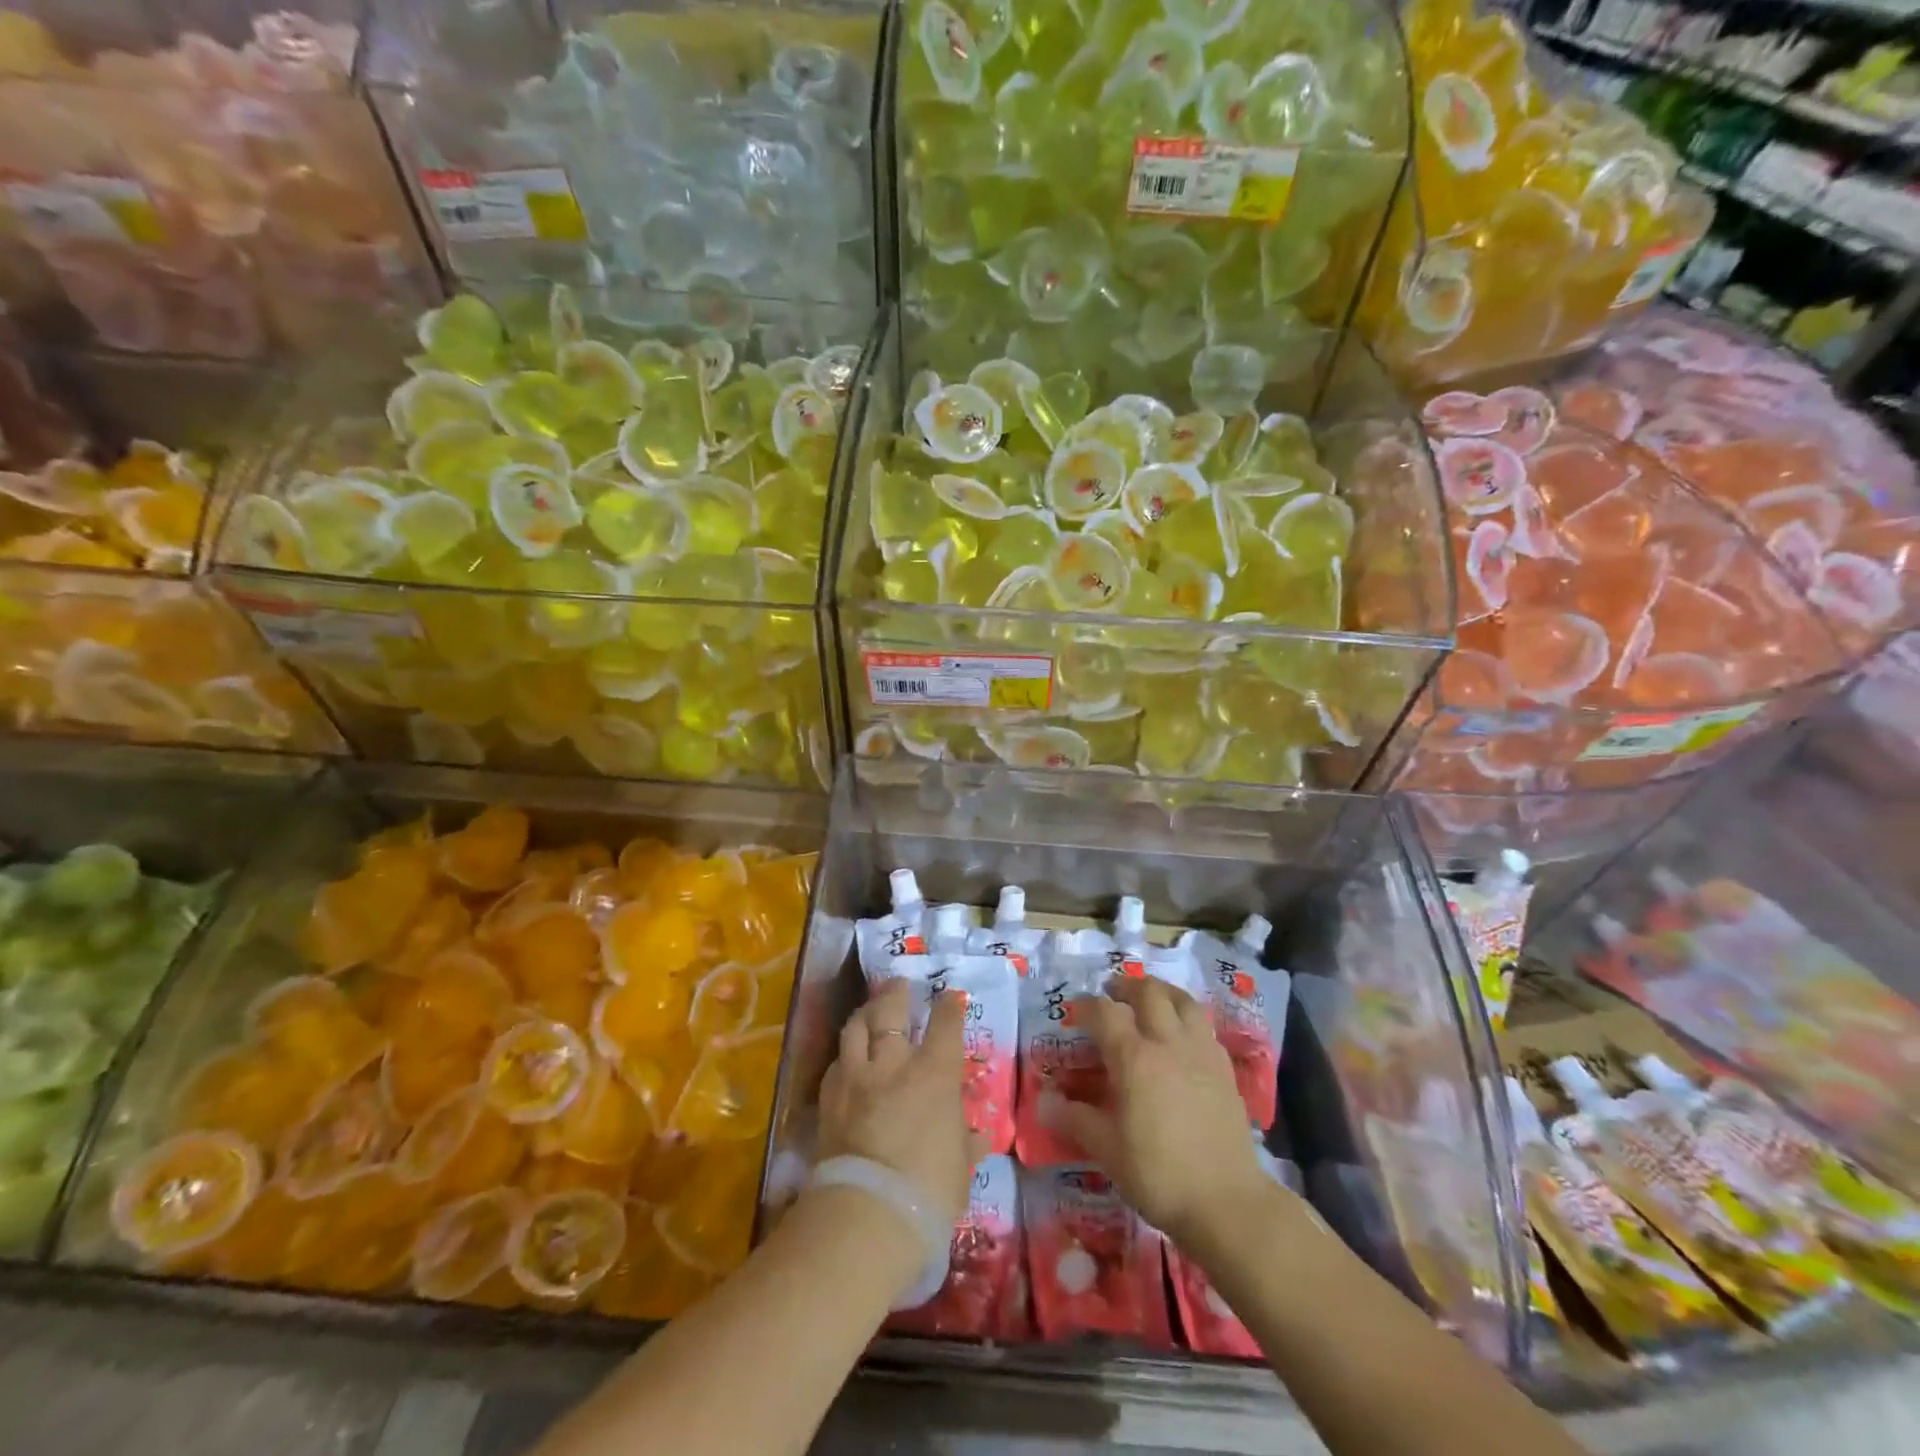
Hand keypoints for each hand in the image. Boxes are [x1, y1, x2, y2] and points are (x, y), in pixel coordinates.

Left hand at [817, 978, 983, 1224]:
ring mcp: (855, 1079)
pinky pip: (835, 1066)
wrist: (866, 1214)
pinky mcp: (828, 1102)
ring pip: (855, 1030)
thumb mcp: (959, 1169)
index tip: (952, 996)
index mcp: (934, 1073)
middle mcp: (893, 1064)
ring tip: (869, 1011)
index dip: (949, 1007)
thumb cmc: (929, 1191)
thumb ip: (964, 1145)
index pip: (944, 1024)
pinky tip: (846, 1062)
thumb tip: (974, 1136)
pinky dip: (844, 1058)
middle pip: (890, 1012)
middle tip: (900, 985)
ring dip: (864, 1015)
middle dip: (897, 994)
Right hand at [1041, 975, 1272, 1244]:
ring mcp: (1201, 1052)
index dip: (1087, 1006)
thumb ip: (1075, 1119)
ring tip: (1150, 1000)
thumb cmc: (1158, 1174)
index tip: (1075, 1012)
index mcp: (1133, 1057)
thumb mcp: (1106, 1149)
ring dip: (1162, 992)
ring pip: (1183, 1000)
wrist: (1227, 1201)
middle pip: (1148, 992)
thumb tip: (1045, 1102)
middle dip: (1126, 986)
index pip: (1105, 1012)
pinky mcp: (1225, 1068)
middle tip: (1112, 994)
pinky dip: (1187, 1018)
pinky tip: (1181, 1036)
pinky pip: (1204, 1026)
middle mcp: (1168, 1043)